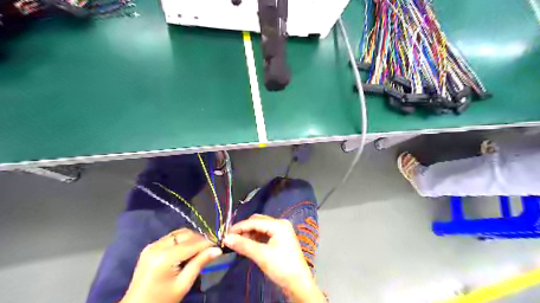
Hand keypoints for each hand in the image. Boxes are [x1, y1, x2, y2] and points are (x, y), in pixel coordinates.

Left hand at [121, 228, 222, 302]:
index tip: (219, 245)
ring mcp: (152, 245)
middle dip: (199, 239)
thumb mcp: (183, 284)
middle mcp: (157, 246)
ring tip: (199, 251)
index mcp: (165, 257)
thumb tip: (217, 250)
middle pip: (186, 234)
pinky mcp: (150, 247)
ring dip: (191, 239)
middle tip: (209, 249)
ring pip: (179, 233)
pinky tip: (186, 252)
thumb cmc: (162, 301)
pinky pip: (171, 238)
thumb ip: (200, 263)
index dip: (208, 243)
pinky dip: (182, 241)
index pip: (193, 243)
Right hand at [224, 215, 324, 301]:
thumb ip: (243, 245)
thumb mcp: (261, 255)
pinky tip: (248, 244)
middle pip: (258, 221)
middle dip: (245, 229)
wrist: (298, 283)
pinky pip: (265, 234)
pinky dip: (255, 238)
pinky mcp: (280, 238)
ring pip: (261, 227)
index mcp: (279, 224)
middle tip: (232, 239)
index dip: (239, 227)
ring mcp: (281, 231)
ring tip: (239, 243)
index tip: (226, 234)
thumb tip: (226, 238)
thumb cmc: (281, 267)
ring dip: (249, 233)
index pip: (255, 221)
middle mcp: (281, 223)